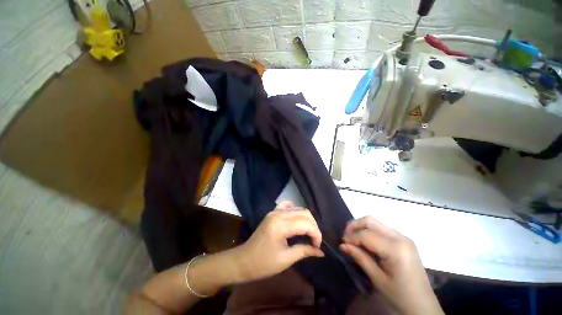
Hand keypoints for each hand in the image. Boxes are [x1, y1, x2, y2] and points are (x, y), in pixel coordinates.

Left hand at [233, 201, 323, 282]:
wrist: (243, 260)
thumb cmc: (263, 264)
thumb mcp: (285, 260)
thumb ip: (304, 251)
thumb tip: (321, 252)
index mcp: (281, 226)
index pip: (306, 224)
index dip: (316, 234)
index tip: (318, 246)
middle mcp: (278, 214)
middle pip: (304, 213)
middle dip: (313, 226)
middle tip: (314, 241)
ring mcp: (274, 211)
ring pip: (298, 209)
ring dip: (306, 220)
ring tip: (308, 233)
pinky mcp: (272, 212)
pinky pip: (287, 206)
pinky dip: (295, 211)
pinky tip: (296, 220)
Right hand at [340, 216, 443, 314]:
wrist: (423, 306)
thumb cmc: (400, 296)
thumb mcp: (377, 279)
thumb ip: (360, 258)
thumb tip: (343, 245)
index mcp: (396, 249)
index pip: (367, 235)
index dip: (351, 237)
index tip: (341, 242)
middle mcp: (401, 237)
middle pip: (371, 221)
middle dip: (354, 225)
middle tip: (345, 236)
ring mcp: (403, 237)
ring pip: (375, 223)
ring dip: (361, 227)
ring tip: (353, 238)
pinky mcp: (404, 241)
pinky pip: (382, 229)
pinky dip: (370, 232)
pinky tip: (365, 242)